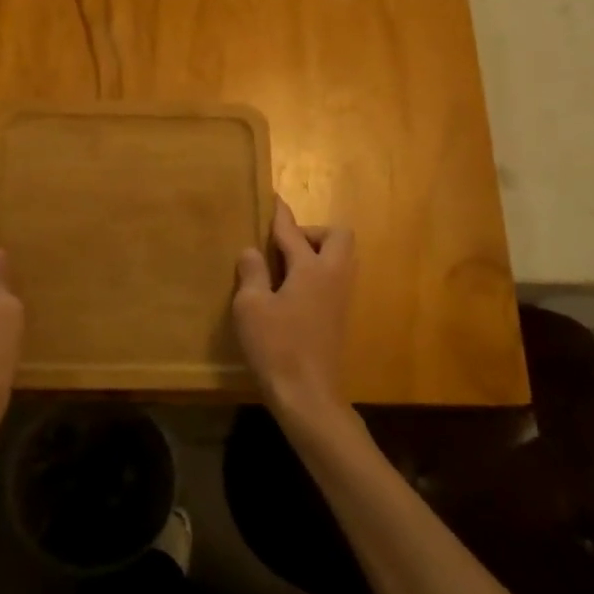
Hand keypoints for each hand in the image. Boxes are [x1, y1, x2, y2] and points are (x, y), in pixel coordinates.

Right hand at [234, 198, 356, 422]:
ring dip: (316, 254)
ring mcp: (342, 297)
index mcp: (311, 268)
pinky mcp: (340, 316)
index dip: (281, 215)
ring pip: (340, 258)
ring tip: (283, 269)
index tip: (274, 199)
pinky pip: (334, 279)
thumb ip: (252, 273)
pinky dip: (317, 274)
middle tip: (282, 248)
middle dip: (312, 232)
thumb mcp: (251, 306)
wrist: (308, 394)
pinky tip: (291, 293)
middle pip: (337, 236)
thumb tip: (252, 252)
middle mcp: (334, 276)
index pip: (293, 231)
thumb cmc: (276, 346)